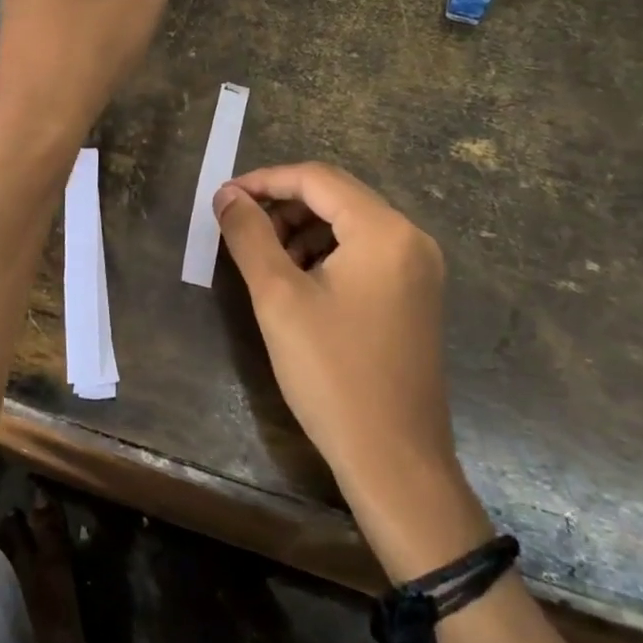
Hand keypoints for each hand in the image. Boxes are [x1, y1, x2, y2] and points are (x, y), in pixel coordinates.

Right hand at [213, 163, 491, 580]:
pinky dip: (326, 252)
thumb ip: (249, 235)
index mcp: (384, 230)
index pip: (316, 179)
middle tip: (239, 228)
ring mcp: (419, 267)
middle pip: (335, 196)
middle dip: (282, 205)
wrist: (395, 464)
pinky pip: (364, 251)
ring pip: (348, 223)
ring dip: (302, 229)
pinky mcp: (416, 294)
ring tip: (264, 257)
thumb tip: (228, 195)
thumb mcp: (278, 298)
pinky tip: (298, 280)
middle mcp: (410, 237)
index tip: (224, 198)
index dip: (265, 180)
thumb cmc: (333, 374)